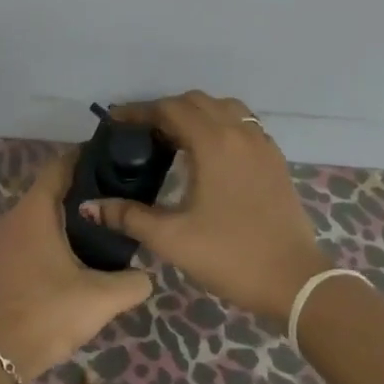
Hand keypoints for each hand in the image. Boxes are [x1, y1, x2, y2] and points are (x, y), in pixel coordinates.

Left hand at [0, 150, 153, 381]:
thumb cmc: (49, 314)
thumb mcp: (102, 299)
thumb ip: (134, 282)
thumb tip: (146, 275)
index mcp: (33, 213)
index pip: (58, 167)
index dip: (83, 158)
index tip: (110, 159)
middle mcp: (11, 218)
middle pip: (47, 190)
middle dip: (79, 189)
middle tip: (114, 197)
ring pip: (35, 215)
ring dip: (62, 216)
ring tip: (98, 227)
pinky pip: (25, 235)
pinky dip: (47, 235)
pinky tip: (70, 255)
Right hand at [80, 91, 331, 324]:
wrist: (294, 281)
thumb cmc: (230, 256)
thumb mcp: (172, 239)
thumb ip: (128, 216)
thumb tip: (89, 206)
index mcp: (214, 143)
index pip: (170, 109)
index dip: (139, 111)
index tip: (114, 122)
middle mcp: (240, 133)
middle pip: (196, 102)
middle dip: (165, 110)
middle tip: (140, 134)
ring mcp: (263, 144)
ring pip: (224, 108)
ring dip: (195, 114)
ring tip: (174, 140)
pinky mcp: (275, 160)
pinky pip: (243, 124)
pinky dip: (220, 125)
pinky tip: (208, 154)